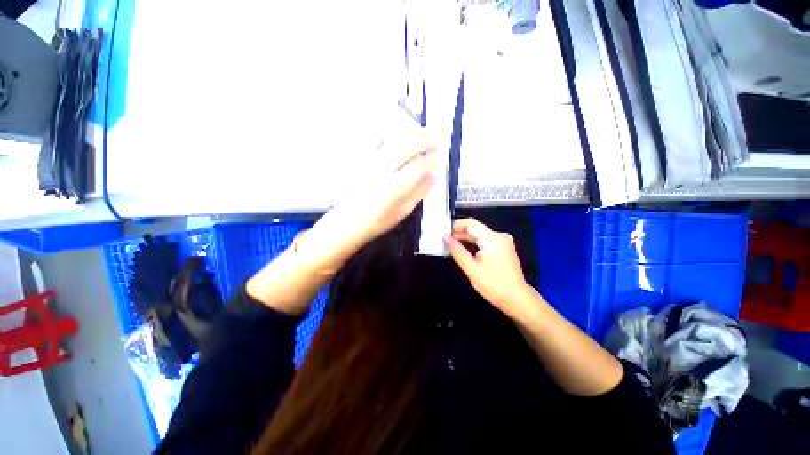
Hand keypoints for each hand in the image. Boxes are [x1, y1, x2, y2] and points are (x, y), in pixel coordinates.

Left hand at [299, 131, 438, 273]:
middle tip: (436, 140)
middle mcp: (381, 172)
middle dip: (424, 139)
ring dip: (412, 135)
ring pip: (395, 141)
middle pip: (406, 146)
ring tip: (424, 134)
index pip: (418, 165)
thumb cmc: (376, 221)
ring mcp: (372, 165)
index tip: (440, 157)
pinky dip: (399, 138)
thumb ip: (419, 192)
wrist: (350, 221)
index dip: (432, 159)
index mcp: (393, 188)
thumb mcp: (403, 211)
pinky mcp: (366, 162)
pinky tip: (406, 139)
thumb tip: (433, 178)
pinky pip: (385, 144)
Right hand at [444, 218, 532, 318]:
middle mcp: (499, 236)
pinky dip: (473, 244)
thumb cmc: (493, 285)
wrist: (517, 299)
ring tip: (450, 245)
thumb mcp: (471, 268)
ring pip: (479, 234)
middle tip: (444, 240)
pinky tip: (463, 249)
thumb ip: (456, 250)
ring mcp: (502, 242)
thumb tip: (445, 238)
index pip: (470, 223)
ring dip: (465, 238)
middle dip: (459, 233)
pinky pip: (485, 240)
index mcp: (492, 238)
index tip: (442, 232)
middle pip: (475, 228)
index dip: (455, 225)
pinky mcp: (503, 248)